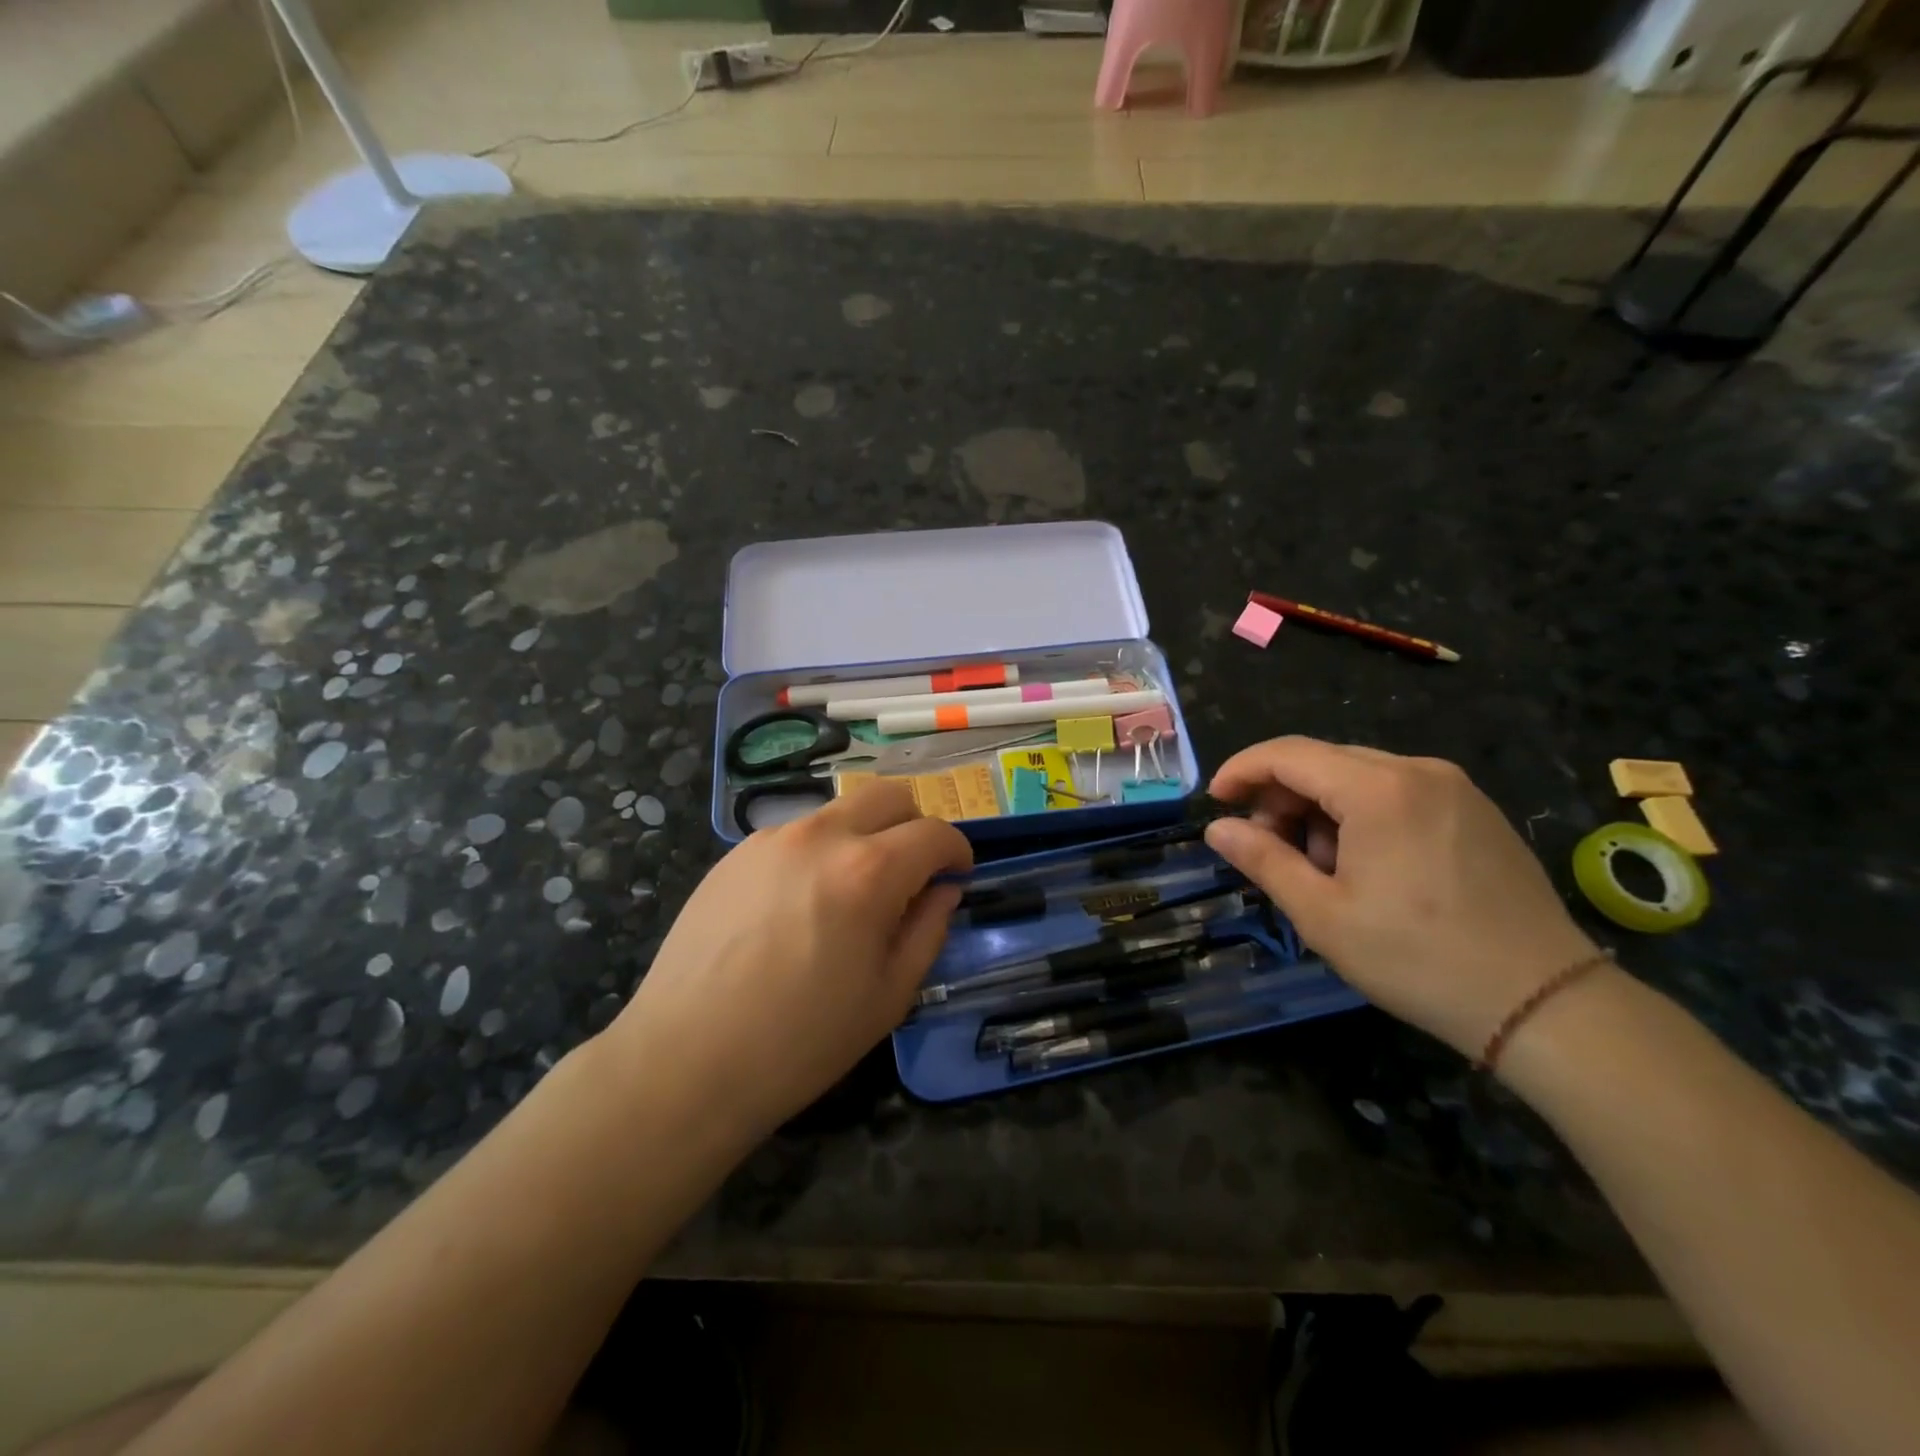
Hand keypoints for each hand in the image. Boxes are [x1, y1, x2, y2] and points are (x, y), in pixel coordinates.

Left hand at [608, 782, 972, 1140]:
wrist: (686, 1060)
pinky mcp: (735, 853)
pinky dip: (818, 853)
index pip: (934, 833)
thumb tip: (943, 891)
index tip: (957, 875)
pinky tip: (799, 906)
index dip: (957, 851)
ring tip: (849, 894)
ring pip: (839, 811)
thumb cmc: (801, 1041)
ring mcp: (771, 839)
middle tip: (912, 871)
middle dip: (914, 825)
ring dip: (863, 837)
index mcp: (868, 871)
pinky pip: (795, 835)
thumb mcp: (888, 996)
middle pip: (888, 795)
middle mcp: (821, 836)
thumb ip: (928, 931)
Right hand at [1203, 738, 1601, 1059]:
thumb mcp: (1323, 915)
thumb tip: (1219, 829)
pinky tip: (1364, 865)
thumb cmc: (1419, 959)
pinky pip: (1397, 792)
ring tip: (1320, 869)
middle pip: (1323, 761)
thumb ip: (1263, 860)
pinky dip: (1360, 815)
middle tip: (1264, 848)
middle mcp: (1418, 770)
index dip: (1241, 770)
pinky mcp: (1475, 810)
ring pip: (1359, 776)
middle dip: (1281, 797)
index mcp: (1378, 790)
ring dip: (1320, 809)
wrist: (1544, 1004)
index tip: (1214, 802)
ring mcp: (1454, 788)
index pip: (1288, 754)